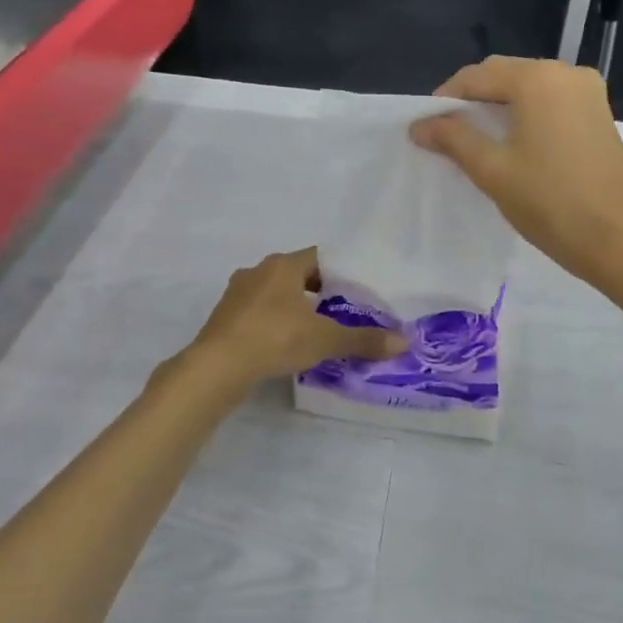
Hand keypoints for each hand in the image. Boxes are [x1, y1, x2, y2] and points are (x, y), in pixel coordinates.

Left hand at [184, 248, 403, 388]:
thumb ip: (363, 339)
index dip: (341, 270)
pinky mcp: (225, 317)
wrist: (217, 366)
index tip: (358, 288)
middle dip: (319, 289)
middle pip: (296, 273)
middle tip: (343, 309)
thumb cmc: (275, 338)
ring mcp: (237, 294)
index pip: (319, 256)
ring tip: (316, 328)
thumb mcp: (325, 339)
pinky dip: (274, 322)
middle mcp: (258, 271)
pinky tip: (285, 343)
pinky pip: (257, 313)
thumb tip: (404, 343)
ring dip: (294, 306)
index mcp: (283, 265)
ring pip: (275, 293)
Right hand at [410, 56, 622, 286]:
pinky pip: (552, 101)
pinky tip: (514, 141)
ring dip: (500, 105)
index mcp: (538, 79)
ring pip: (530, 87)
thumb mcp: (492, 170)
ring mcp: (589, 92)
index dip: (446, 98)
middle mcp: (567, 73)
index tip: (427, 126)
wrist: (614, 239)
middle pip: (505, 75)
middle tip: (448, 133)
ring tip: (477, 138)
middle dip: (473, 99)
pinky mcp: (600, 114)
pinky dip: (527, 113)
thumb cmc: (548, 202)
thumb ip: (454, 139)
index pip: (477, 76)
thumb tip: (419, 125)